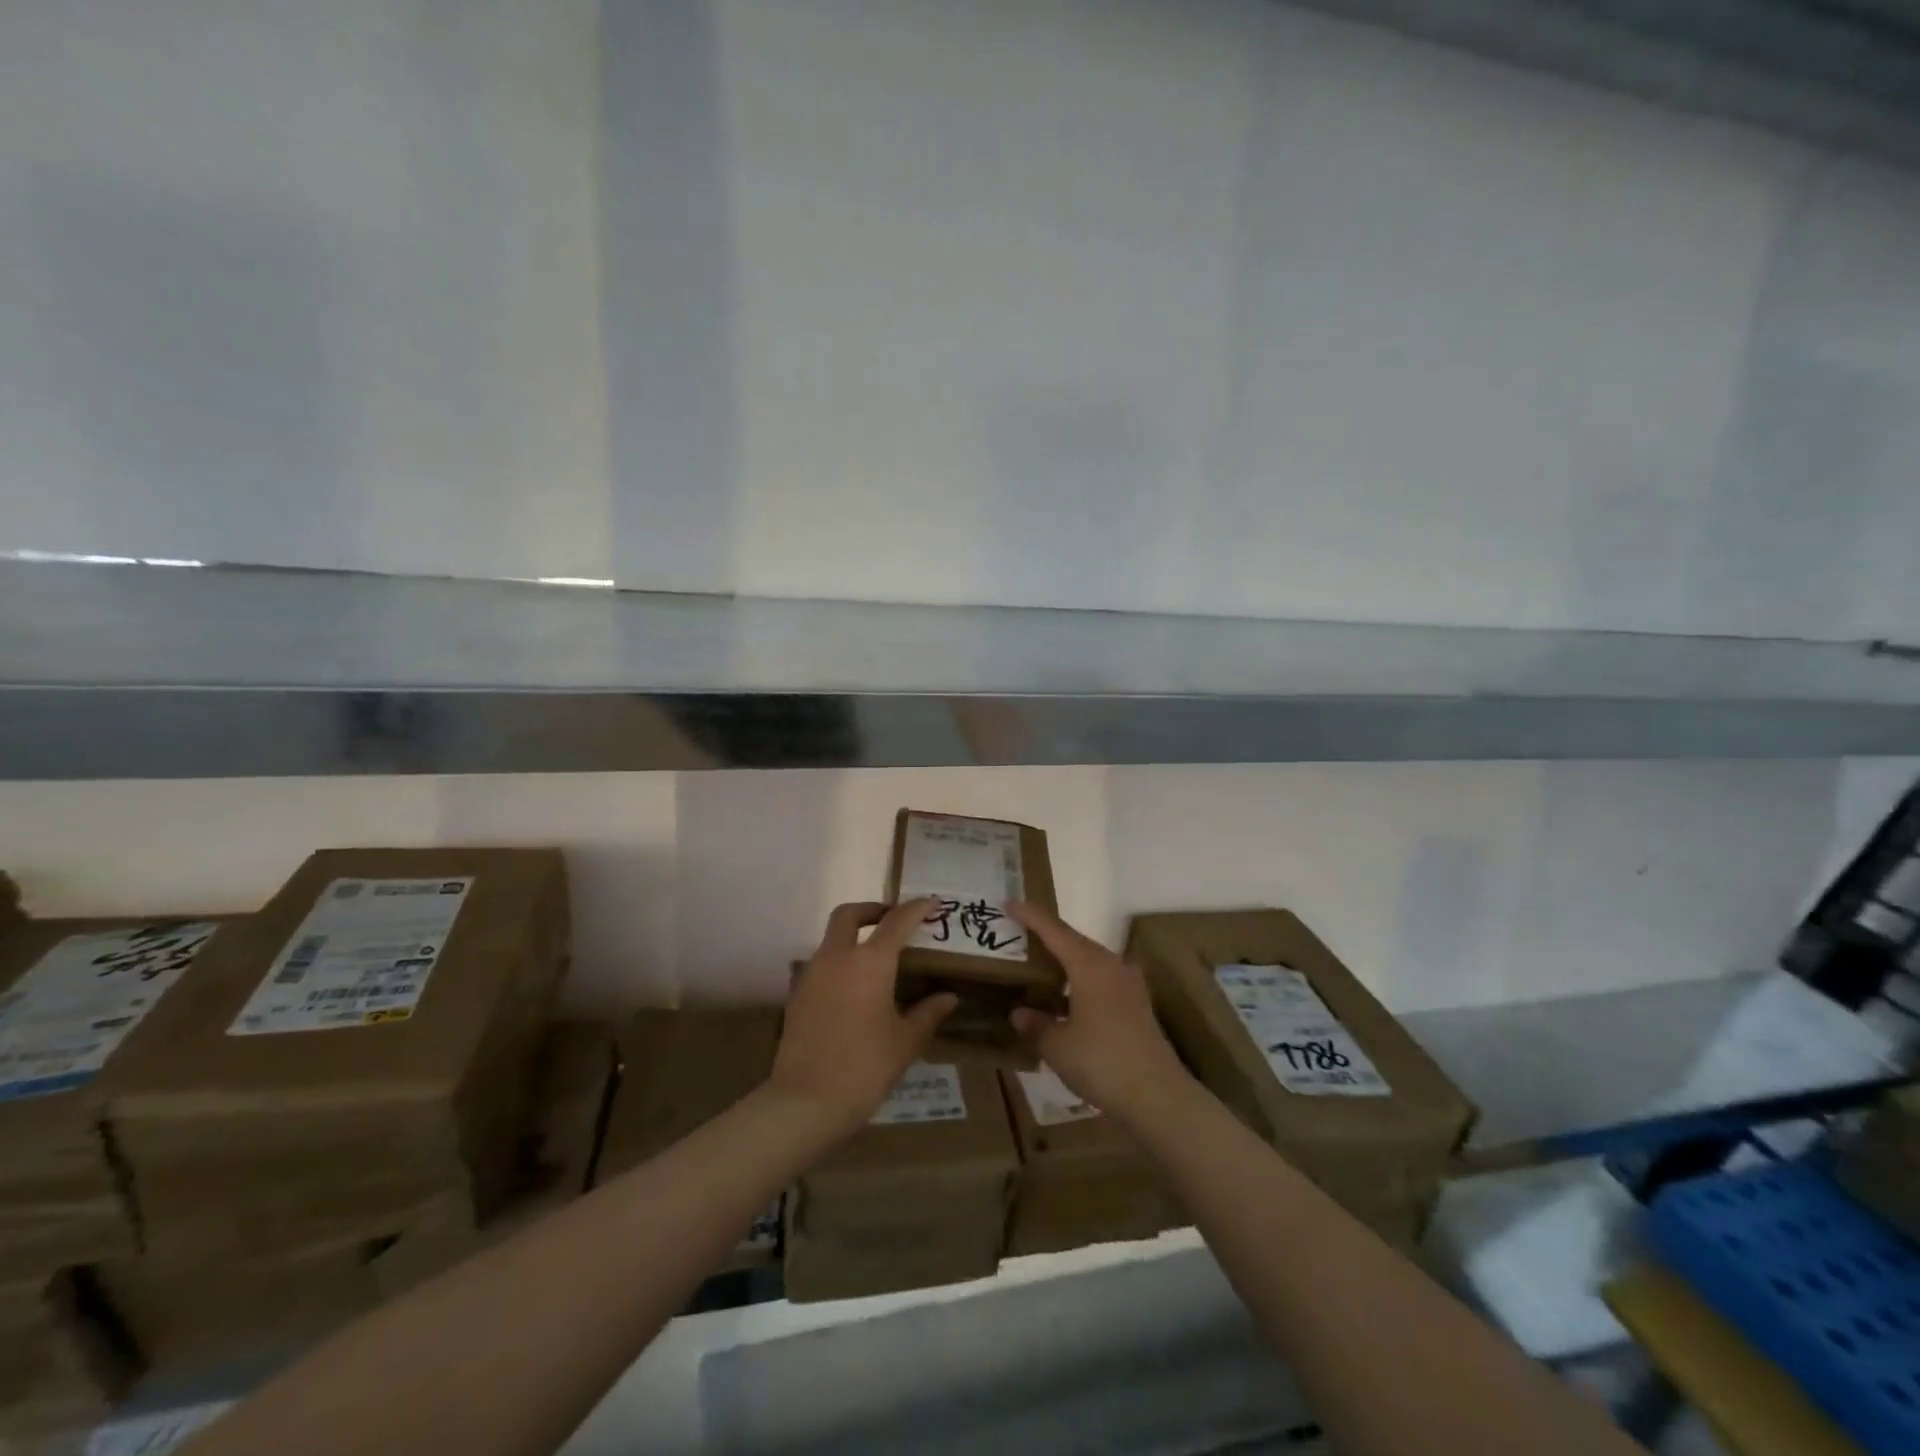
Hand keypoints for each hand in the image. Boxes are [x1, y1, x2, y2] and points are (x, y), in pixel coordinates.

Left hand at [769, 900, 958, 1137]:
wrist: (805, 1102)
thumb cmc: (865, 1067)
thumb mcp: (905, 1041)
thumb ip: (928, 1013)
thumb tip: (948, 997)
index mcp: (870, 962)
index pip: (897, 921)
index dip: (917, 908)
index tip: (932, 902)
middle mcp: (837, 957)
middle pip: (849, 915)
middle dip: (872, 910)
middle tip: (892, 921)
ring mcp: (812, 974)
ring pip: (831, 939)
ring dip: (853, 937)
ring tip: (876, 960)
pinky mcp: (797, 995)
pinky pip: (821, 965)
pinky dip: (839, 964)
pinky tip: (853, 991)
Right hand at [1008, 901, 1191, 1125]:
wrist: (1158, 1096)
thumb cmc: (1102, 1063)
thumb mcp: (1057, 1046)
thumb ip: (1036, 1024)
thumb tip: (1019, 1013)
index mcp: (1089, 965)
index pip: (1054, 930)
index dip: (1030, 915)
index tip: (1008, 903)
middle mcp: (1111, 965)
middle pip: (1073, 940)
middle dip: (1046, 935)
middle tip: (1018, 933)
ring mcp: (1128, 984)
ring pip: (1089, 959)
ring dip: (1064, 959)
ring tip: (1038, 964)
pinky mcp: (1136, 1004)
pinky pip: (1100, 978)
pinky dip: (1079, 979)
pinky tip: (1065, 997)